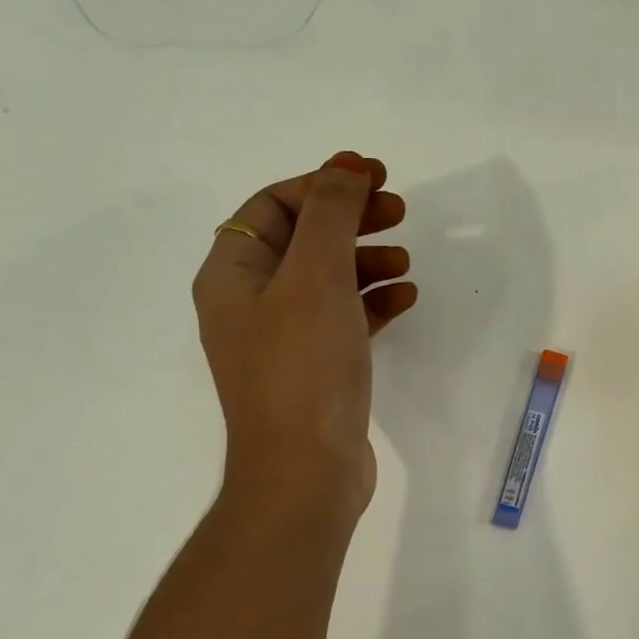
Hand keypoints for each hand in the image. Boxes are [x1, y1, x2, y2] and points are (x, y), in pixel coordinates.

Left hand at [193, 151, 416, 520]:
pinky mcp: (315, 370)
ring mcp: (283, 340)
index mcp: (232, 275)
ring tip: (406, 262)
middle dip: (350, 220)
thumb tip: (343, 166)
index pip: (272, 206)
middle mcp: (250, 303)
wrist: (307, 472)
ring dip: (367, 261)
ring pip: (327, 280)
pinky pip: (344, 319)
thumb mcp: (316, 276)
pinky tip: (405, 299)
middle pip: (302, 239)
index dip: (322, 183)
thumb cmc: (304, 367)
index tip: (373, 177)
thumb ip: (330, 214)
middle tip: (399, 211)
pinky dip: (373, 302)